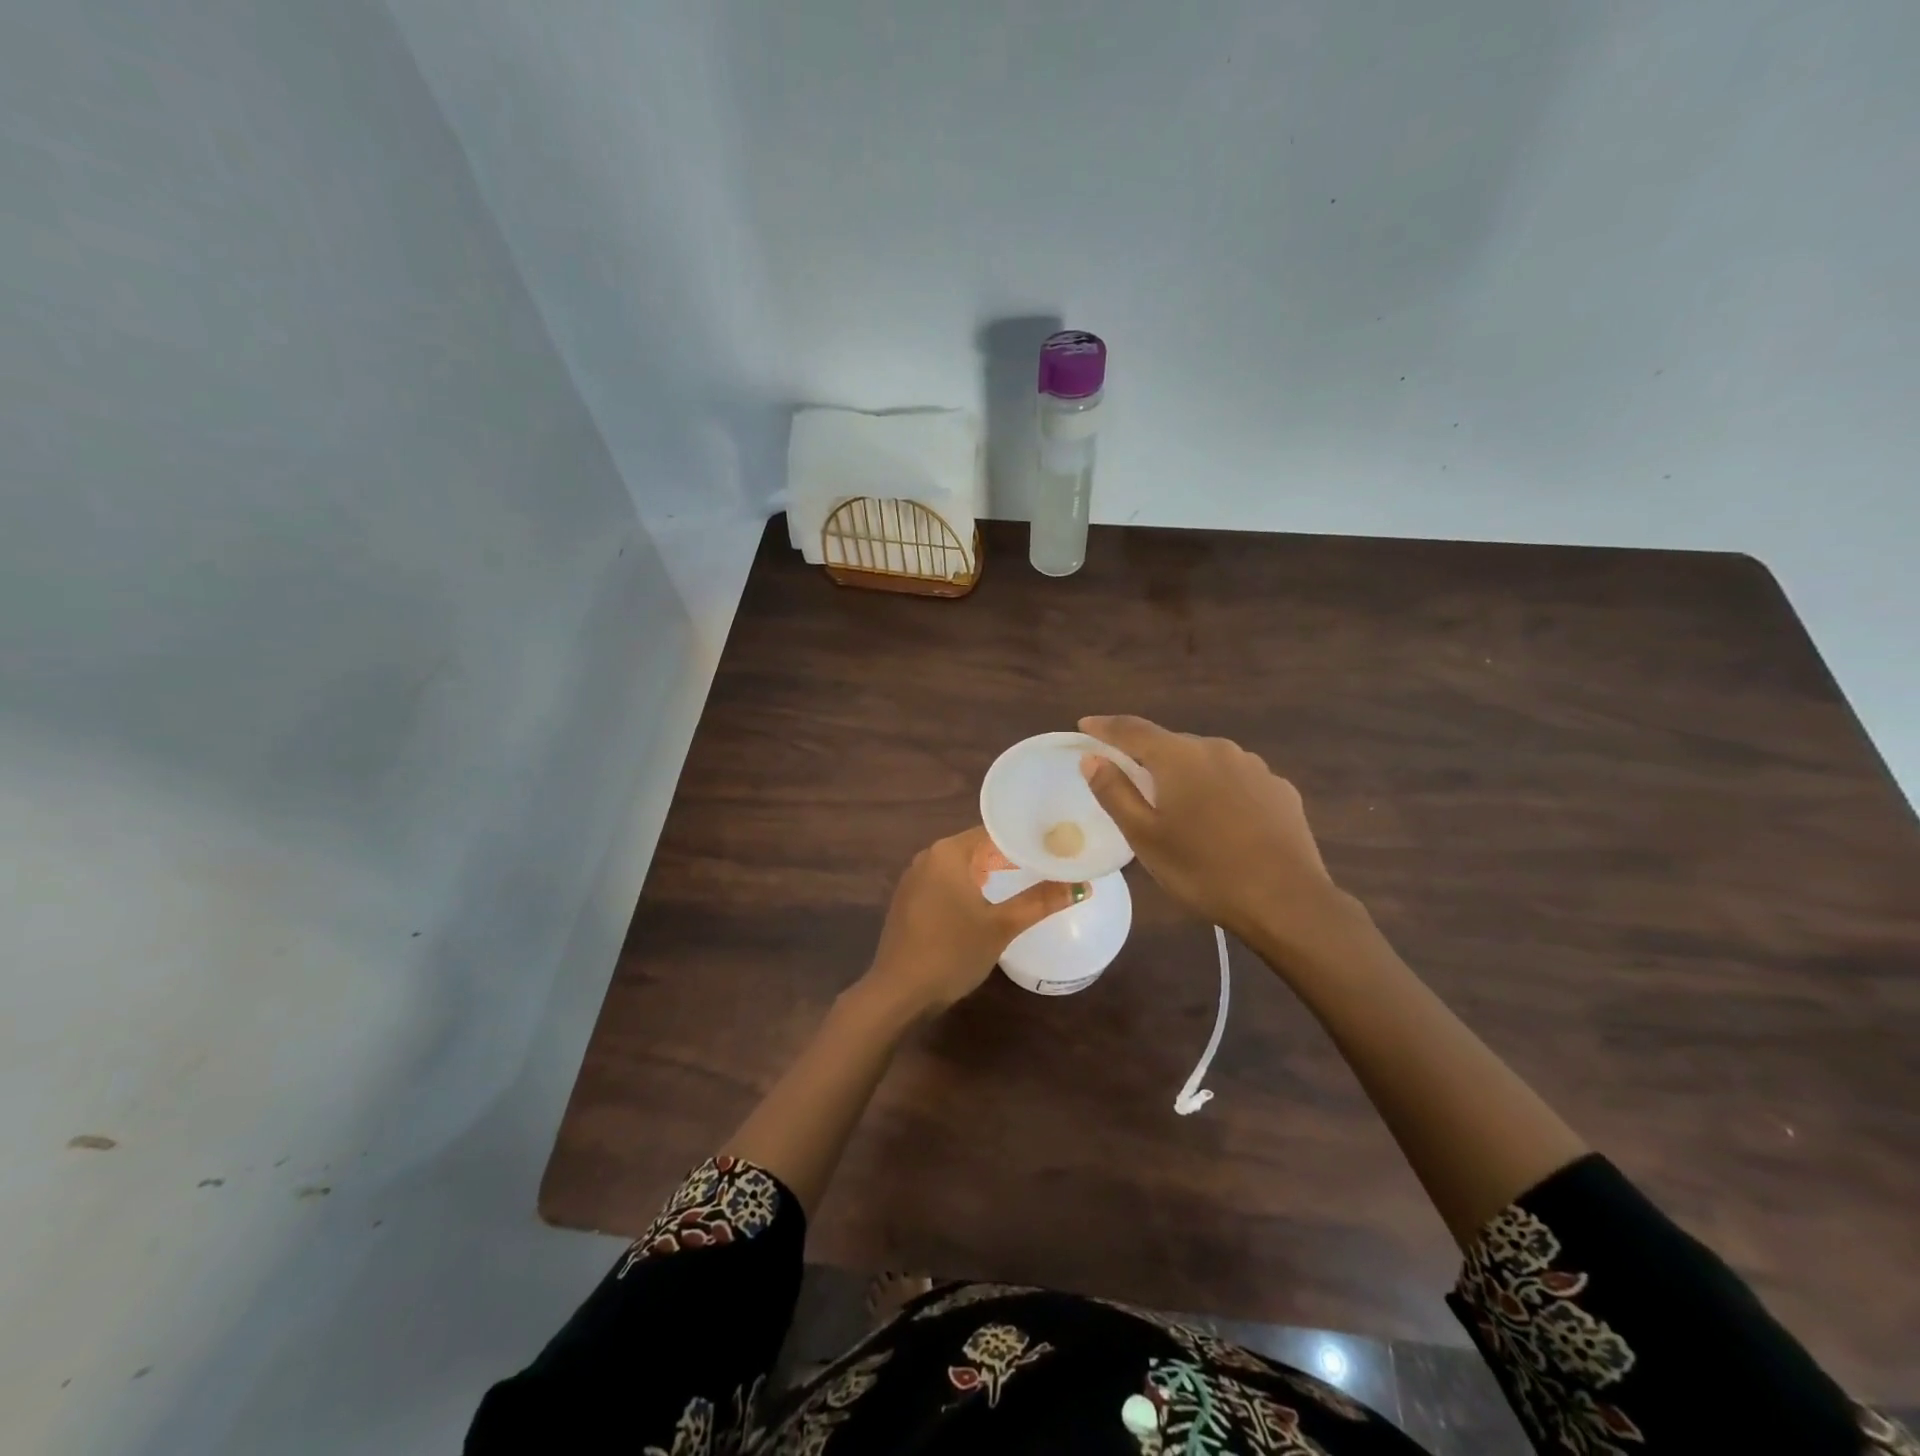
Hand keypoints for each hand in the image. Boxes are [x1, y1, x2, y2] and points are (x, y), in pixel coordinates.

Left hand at [862, 827, 1083, 1016]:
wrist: (899, 992)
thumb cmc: (951, 952)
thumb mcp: (1001, 926)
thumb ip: (1040, 901)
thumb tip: (1082, 886)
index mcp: (948, 853)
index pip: (994, 831)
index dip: (1026, 837)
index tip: (1055, 844)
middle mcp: (928, 857)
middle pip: (978, 846)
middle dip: (1011, 854)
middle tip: (1048, 862)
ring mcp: (915, 879)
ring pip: (962, 865)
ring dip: (992, 870)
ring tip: (1027, 878)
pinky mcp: (910, 900)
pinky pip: (947, 882)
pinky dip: (971, 885)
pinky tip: (990, 900)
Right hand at [1078, 715, 1357, 965]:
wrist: (1287, 901)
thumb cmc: (1203, 870)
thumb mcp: (1145, 837)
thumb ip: (1114, 792)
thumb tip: (1092, 758)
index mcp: (1179, 757)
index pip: (1132, 729)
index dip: (1105, 727)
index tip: (1085, 725)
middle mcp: (1218, 749)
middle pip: (1171, 745)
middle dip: (1146, 757)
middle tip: (1128, 780)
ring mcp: (1255, 767)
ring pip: (1206, 762)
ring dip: (1185, 775)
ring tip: (1177, 807)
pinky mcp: (1280, 789)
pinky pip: (1236, 780)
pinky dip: (1218, 790)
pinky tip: (1220, 821)